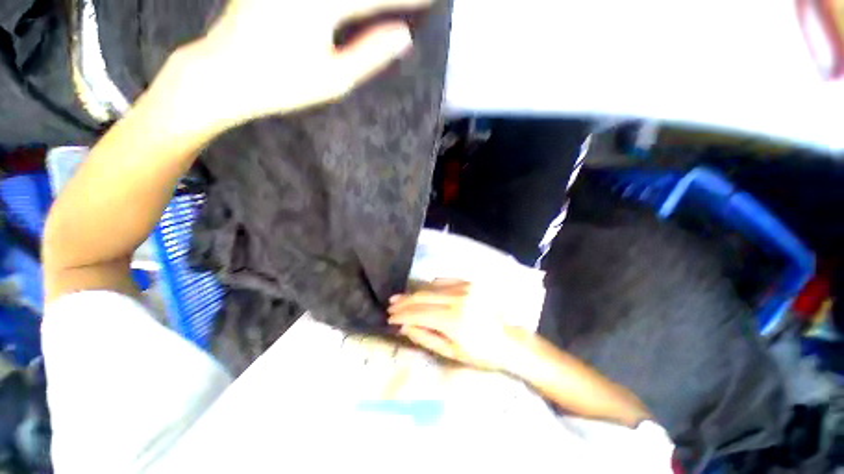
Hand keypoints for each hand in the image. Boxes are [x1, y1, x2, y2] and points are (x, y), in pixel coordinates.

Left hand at [185, 0, 432, 127]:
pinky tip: (350, 8)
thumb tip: (403, 36)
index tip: (430, 0)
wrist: (224, 72)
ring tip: (381, 6)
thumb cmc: (283, 84)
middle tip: (414, 0)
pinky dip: (343, 0)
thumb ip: (370, 53)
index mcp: (321, 5)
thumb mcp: (334, 79)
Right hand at [388, 279, 520, 370]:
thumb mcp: (450, 352)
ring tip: (401, 298)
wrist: (509, 340)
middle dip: (403, 302)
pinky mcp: (470, 283)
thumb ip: (425, 337)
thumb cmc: (480, 353)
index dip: (401, 315)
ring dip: (414, 293)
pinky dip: (430, 286)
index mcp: (454, 320)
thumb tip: (403, 326)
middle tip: (391, 305)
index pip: (418, 313)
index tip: (389, 317)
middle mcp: (458, 298)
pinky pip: (444, 280)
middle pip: (422, 296)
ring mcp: (465, 287)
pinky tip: (424, 293)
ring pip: (431, 286)